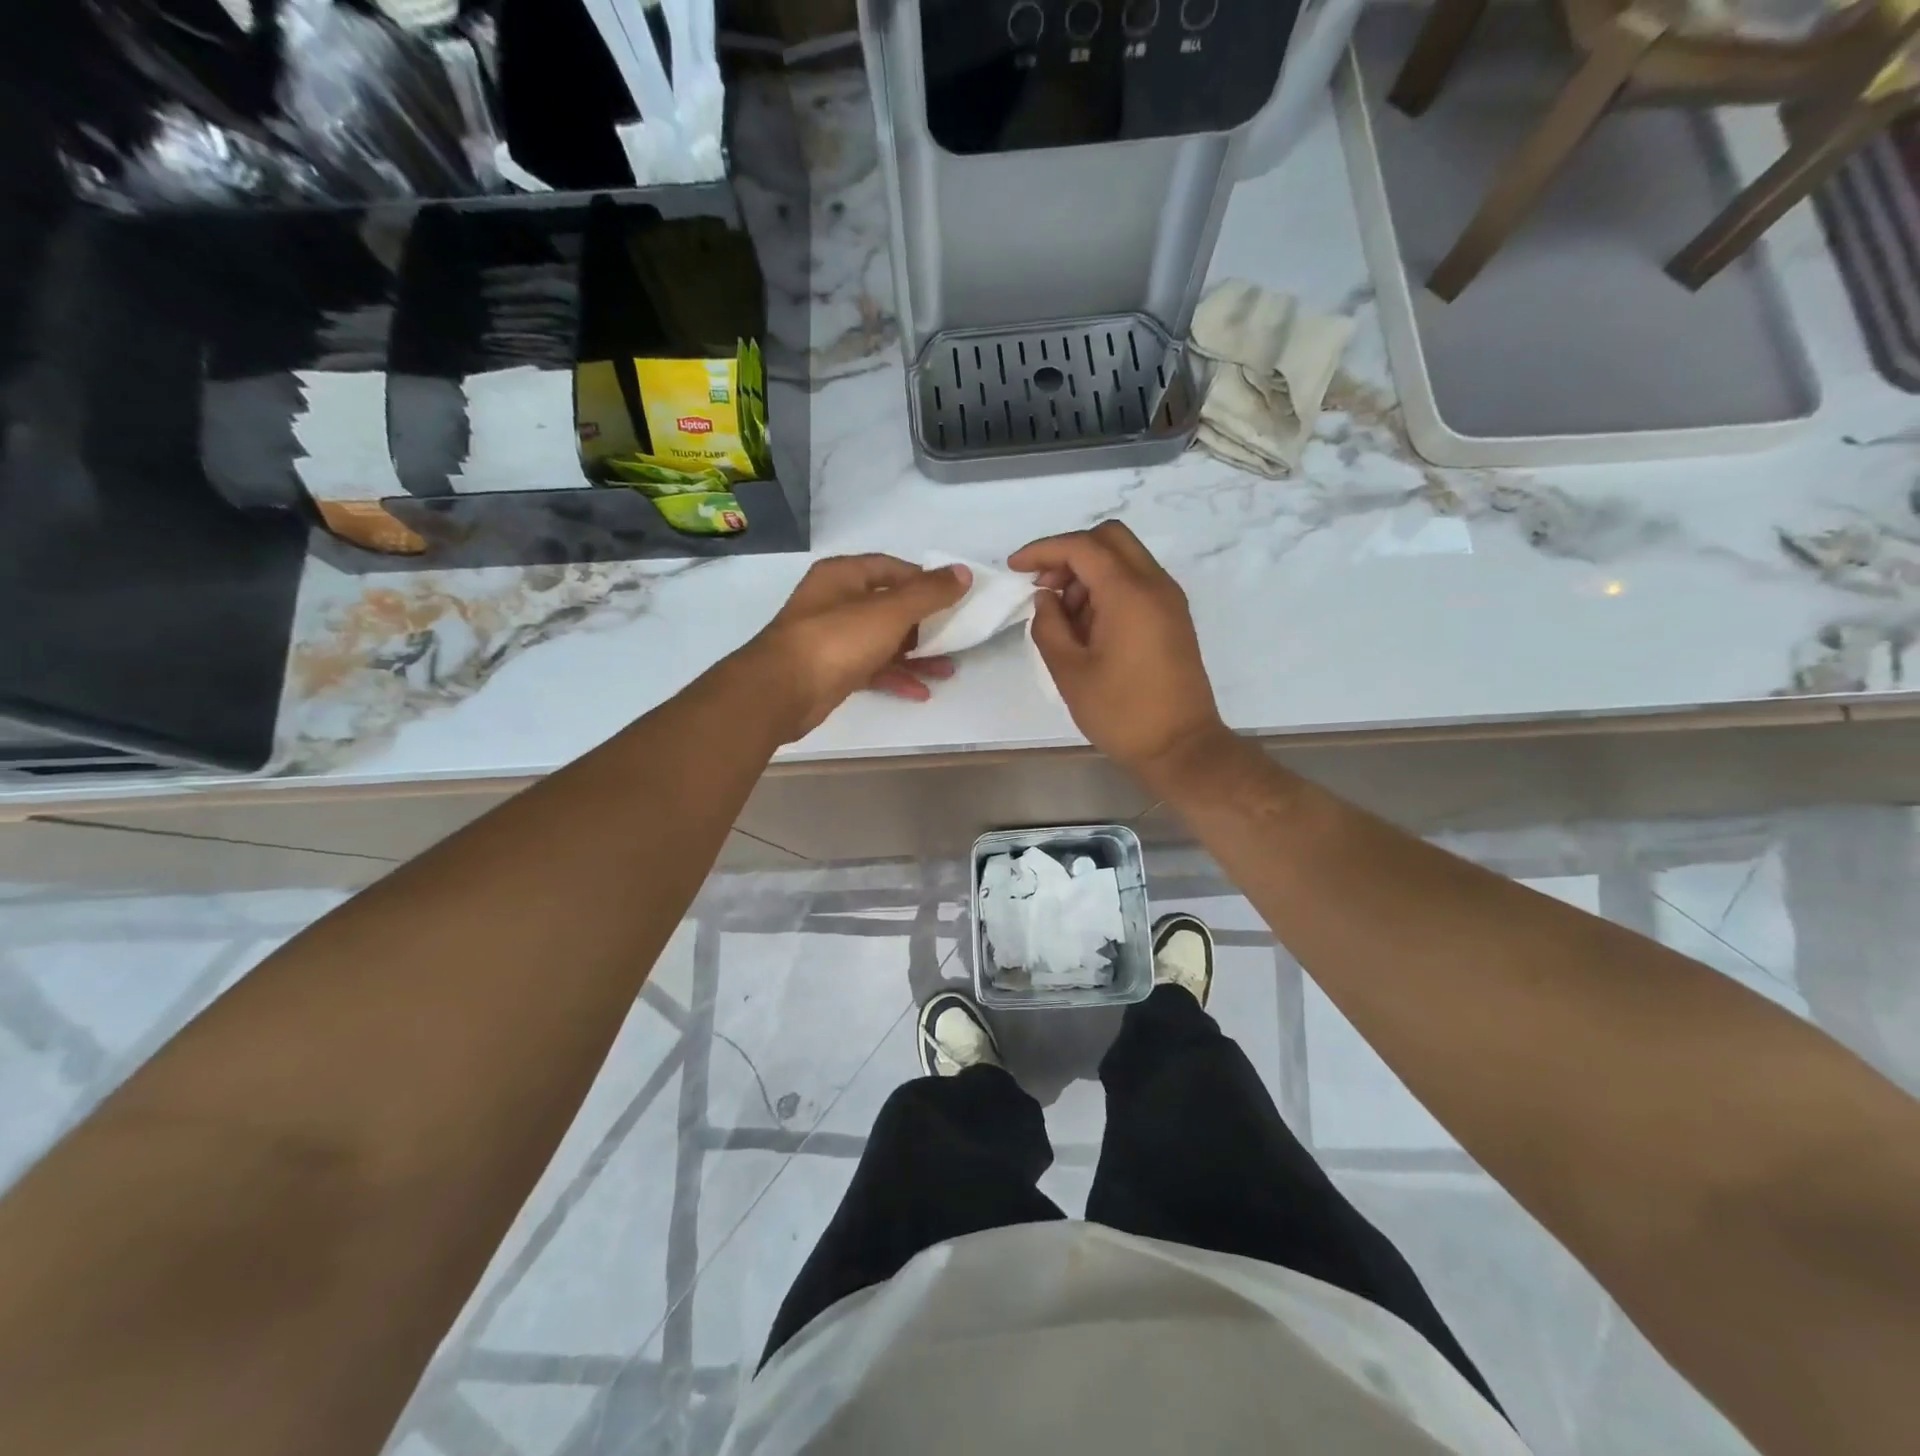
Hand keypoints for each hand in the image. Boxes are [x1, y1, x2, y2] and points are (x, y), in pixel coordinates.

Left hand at [744, 554, 970, 739]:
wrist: (782, 691)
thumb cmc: (837, 639)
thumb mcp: (890, 611)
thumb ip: (929, 593)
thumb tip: (963, 572)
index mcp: (843, 575)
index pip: (891, 568)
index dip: (924, 580)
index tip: (954, 597)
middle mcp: (835, 602)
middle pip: (889, 606)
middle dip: (925, 622)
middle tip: (956, 635)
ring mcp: (831, 638)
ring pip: (882, 640)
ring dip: (915, 654)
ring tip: (948, 669)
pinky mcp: (831, 671)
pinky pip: (871, 668)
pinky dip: (895, 676)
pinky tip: (921, 692)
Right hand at [1010, 522, 1229, 785]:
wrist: (1181, 747)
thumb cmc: (1121, 712)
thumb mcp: (1070, 671)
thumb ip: (1049, 626)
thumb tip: (1046, 598)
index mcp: (1129, 593)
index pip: (1082, 547)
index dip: (1043, 550)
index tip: (1015, 569)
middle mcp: (1155, 584)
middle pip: (1109, 538)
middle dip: (1069, 554)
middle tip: (1044, 587)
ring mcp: (1169, 599)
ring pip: (1124, 558)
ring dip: (1088, 573)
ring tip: (1064, 618)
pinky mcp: (1173, 617)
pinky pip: (1136, 582)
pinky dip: (1107, 589)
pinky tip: (1088, 627)